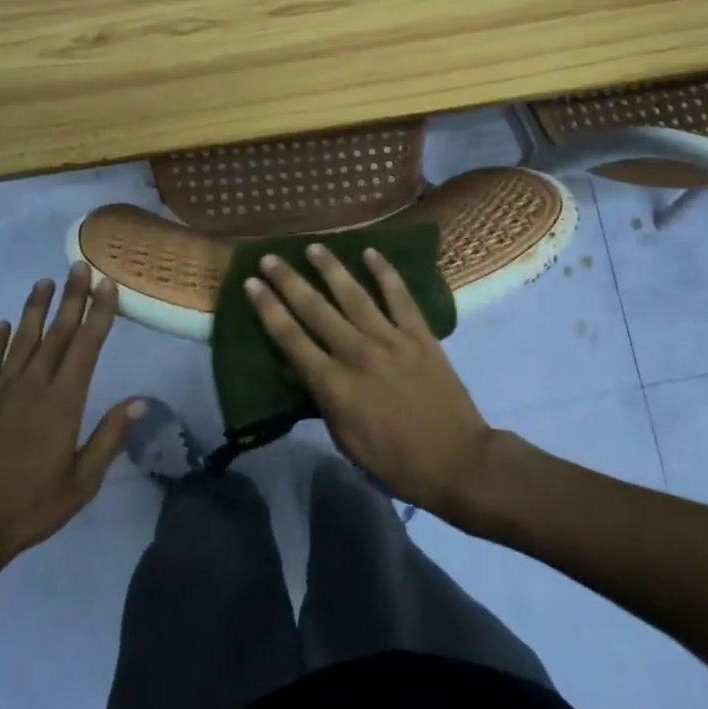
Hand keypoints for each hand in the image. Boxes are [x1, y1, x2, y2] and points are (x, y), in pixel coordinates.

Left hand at [0, 265, 135, 601]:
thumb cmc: (29, 508)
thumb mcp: (81, 482)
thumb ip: (110, 437)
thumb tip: (140, 401)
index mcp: (63, 402)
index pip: (86, 346)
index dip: (99, 313)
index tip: (107, 284)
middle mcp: (32, 385)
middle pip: (57, 332)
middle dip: (72, 298)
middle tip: (80, 266)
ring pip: (22, 339)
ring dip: (36, 308)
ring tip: (45, 281)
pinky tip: (2, 325)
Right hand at [245, 244, 495, 517]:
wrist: (456, 461)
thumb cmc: (394, 461)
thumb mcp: (344, 439)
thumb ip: (323, 399)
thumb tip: (302, 370)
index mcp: (333, 384)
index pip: (290, 338)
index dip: (268, 309)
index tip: (251, 284)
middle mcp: (356, 352)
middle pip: (315, 309)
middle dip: (288, 281)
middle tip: (269, 258)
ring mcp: (390, 339)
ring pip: (353, 294)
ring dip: (330, 268)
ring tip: (312, 247)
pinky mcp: (419, 334)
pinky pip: (399, 296)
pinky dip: (385, 272)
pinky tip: (371, 253)